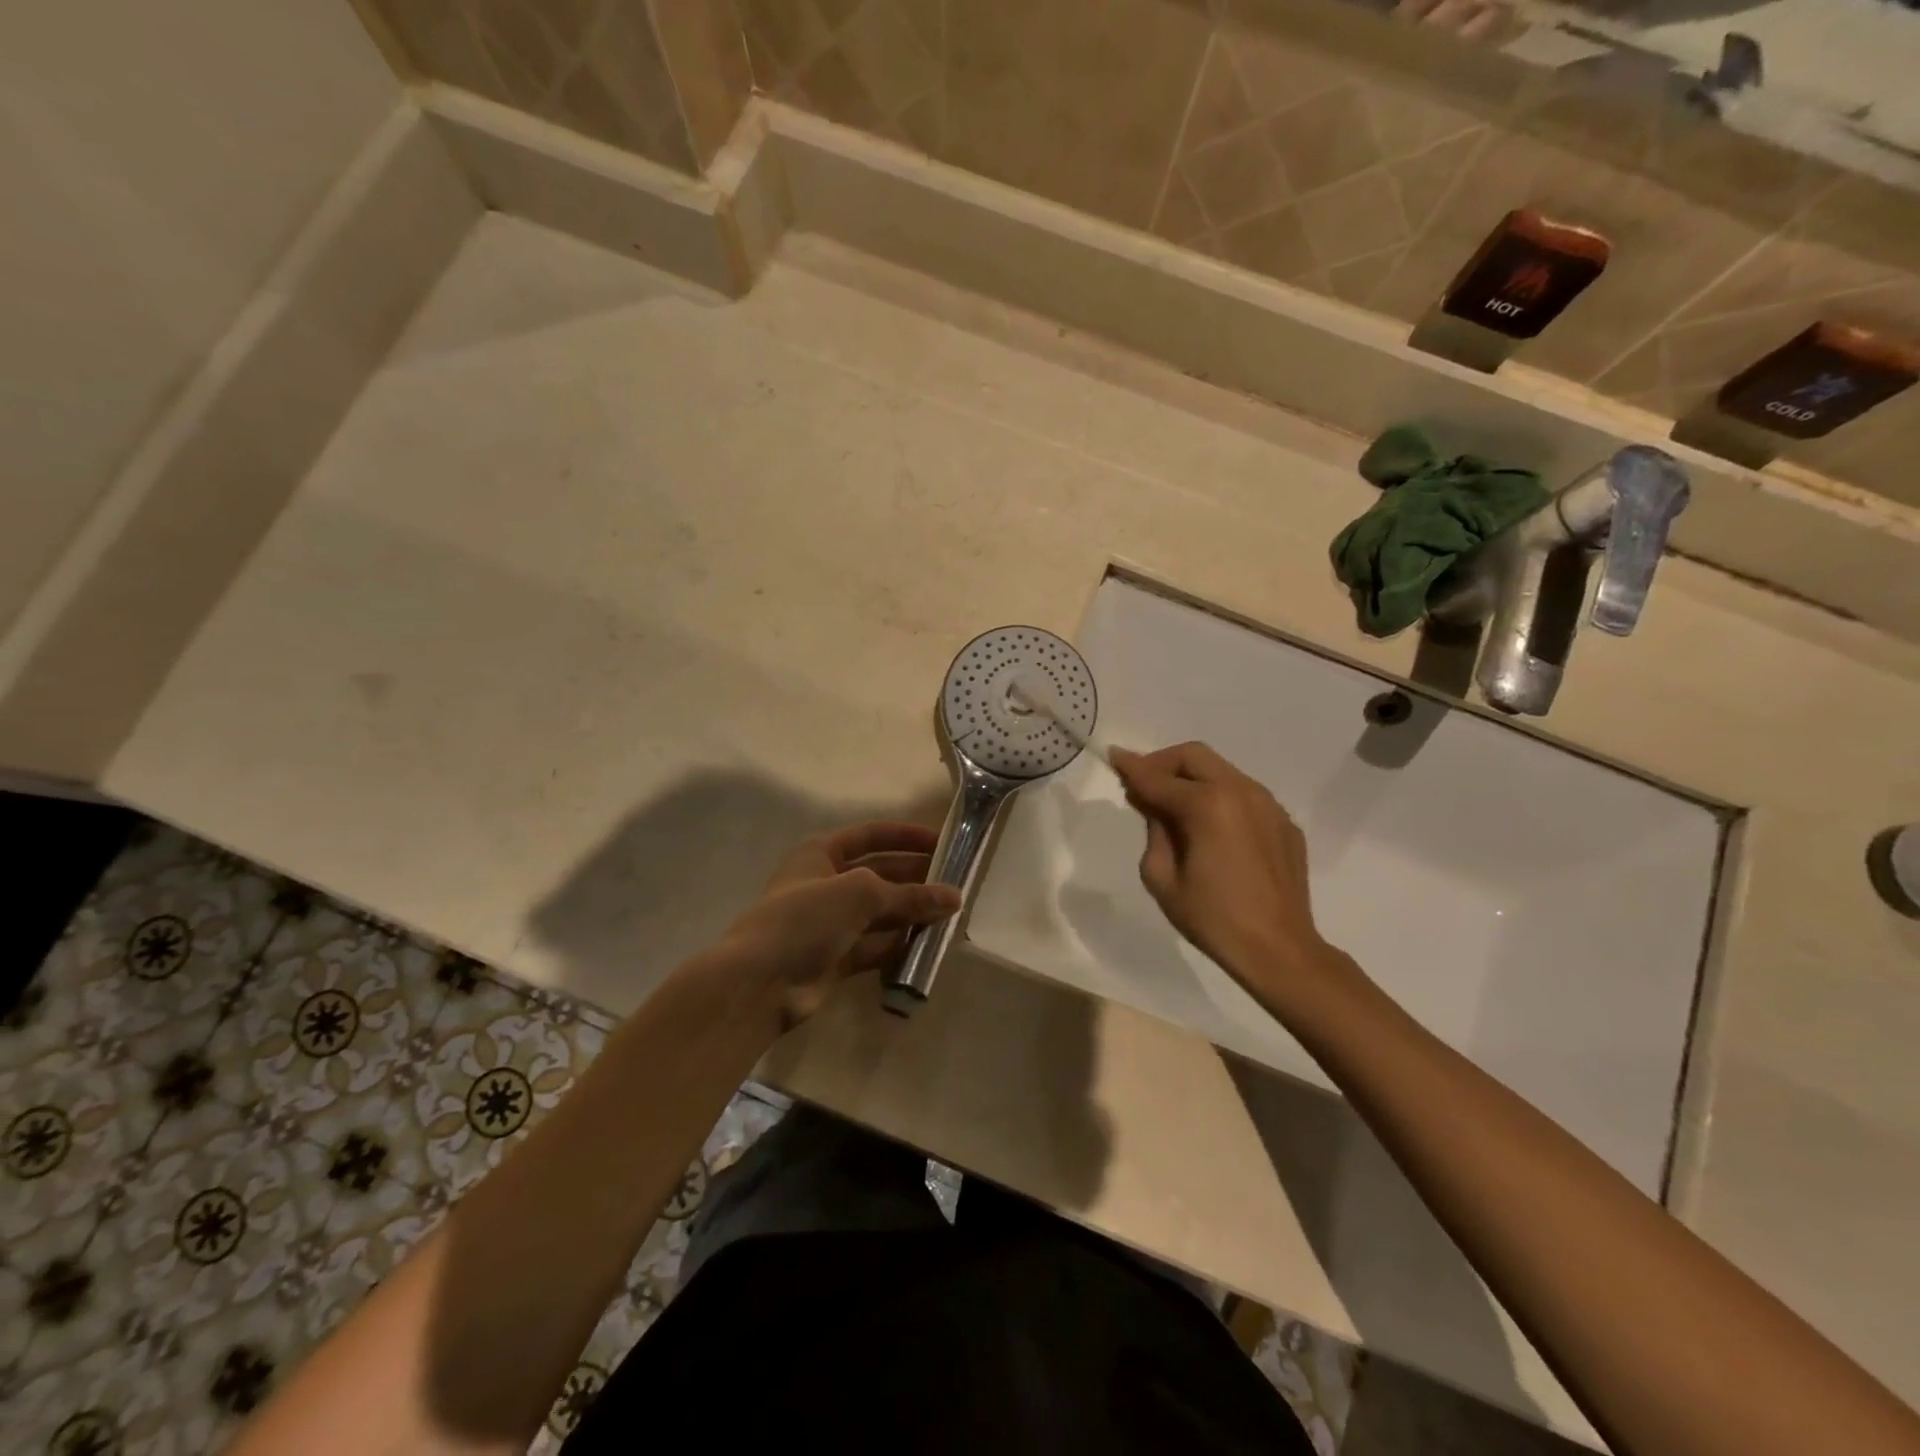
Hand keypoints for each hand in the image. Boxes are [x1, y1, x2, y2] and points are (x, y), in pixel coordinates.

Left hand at [710, 822, 961, 1029]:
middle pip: (880, 873)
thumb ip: (909, 894)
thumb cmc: (806, 918)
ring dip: (912, 911)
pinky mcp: (836, 957)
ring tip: (951, 913)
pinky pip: (876, 944)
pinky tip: (929, 942)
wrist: (761, 982)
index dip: (906, 836)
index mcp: (820, 852)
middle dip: (915, 877)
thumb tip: (954, 897)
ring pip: (880, 911)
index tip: (944, 842)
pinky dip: (900, 943)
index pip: (871, 835)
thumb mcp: (860, 893)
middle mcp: (826, 882)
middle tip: (955, 882)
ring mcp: (830, 922)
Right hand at [1109, 742, 1343, 1006]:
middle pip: (1194, 756)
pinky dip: (1220, 799)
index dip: (1131, 768)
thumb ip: (1154, 831)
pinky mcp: (1284, 823)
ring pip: (1222, 771)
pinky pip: (1244, 796)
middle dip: (1163, 763)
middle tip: (1143, 785)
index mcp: (1208, 805)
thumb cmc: (1212, 919)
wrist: (1279, 950)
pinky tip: (1211, 830)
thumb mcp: (1162, 877)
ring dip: (1192, 779)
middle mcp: (1241, 792)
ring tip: (1174, 807)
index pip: (1158, 778)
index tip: (1113, 756)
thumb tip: (1155, 806)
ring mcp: (1269, 805)